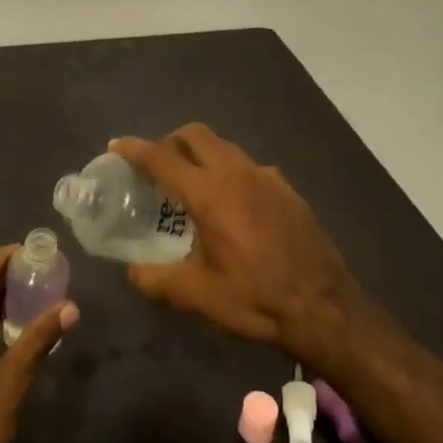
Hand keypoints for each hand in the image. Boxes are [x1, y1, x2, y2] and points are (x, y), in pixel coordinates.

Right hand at [111, 124, 363, 370]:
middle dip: (170, 140)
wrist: (326, 309)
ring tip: (193, 185)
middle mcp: (237, 173)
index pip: (162, 158)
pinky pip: (250, 167)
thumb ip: (157, 280)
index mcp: (209, 193)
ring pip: (225, 147)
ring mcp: (267, 178)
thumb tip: (133, 272)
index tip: (116, 146)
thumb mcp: (198, 296)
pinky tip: (234, 206)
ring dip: (202, 154)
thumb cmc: (257, 299)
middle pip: (196, 134)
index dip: (134, 149)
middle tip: (157, 165)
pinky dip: (231, 173)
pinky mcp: (288, 190)